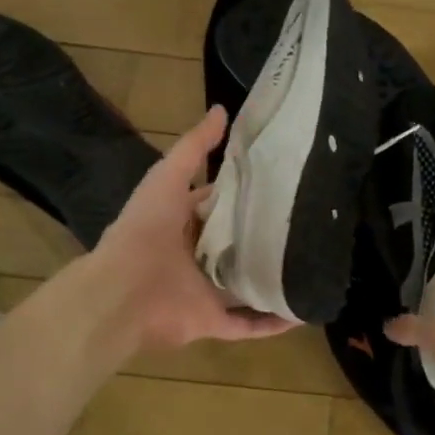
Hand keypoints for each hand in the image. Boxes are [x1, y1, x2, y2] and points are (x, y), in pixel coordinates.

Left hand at [90, 105, 295, 352]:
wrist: (123, 292)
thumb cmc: (144, 231)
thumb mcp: (167, 178)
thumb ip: (193, 148)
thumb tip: (222, 110)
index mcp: (181, 224)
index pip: (217, 207)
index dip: (243, 195)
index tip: (280, 185)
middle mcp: (195, 258)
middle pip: (234, 247)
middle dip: (263, 238)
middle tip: (308, 225)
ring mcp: (204, 292)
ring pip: (245, 286)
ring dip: (272, 280)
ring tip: (312, 268)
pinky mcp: (212, 321)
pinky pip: (248, 324)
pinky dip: (272, 322)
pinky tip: (301, 312)